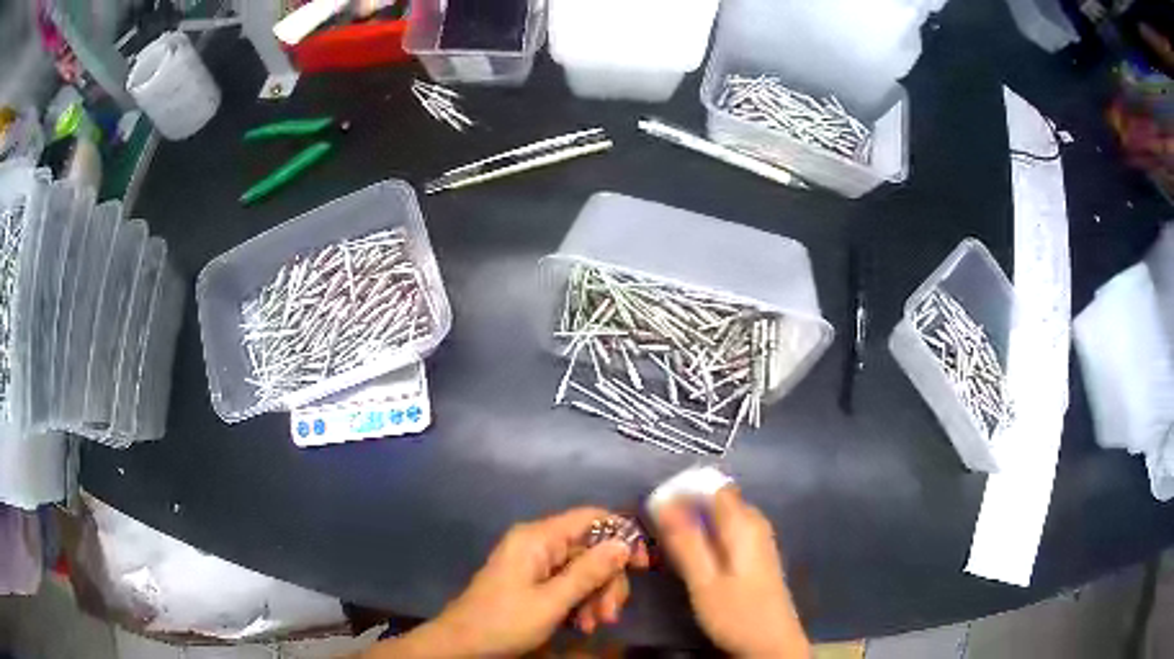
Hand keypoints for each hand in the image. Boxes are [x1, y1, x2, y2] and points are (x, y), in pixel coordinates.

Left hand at [370, 508, 647, 657]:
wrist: (462, 644)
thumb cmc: (504, 622)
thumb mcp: (552, 601)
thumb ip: (589, 572)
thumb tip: (624, 544)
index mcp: (538, 538)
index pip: (592, 518)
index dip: (622, 536)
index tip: (642, 565)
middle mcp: (538, 543)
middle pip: (591, 549)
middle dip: (607, 581)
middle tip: (610, 615)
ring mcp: (535, 562)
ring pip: (583, 569)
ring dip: (595, 597)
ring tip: (592, 625)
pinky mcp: (533, 581)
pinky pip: (568, 583)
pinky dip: (580, 602)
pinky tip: (581, 625)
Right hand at [655, 487, 809, 657]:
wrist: (772, 644)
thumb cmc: (737, 614)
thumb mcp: (704, 582)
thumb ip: (686, 543)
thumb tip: (664, 503)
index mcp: (744, 525)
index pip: (714, 487)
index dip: (684, 491)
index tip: (656, 509)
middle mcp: (756, 524)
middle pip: (719, 500)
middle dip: (688, 508)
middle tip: (659, 531)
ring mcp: (760, 540)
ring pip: (723, 517)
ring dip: (697, 524)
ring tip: (671, 544)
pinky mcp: (758, 556)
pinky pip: (729, 532)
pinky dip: (709, 537)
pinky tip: (695, 557)